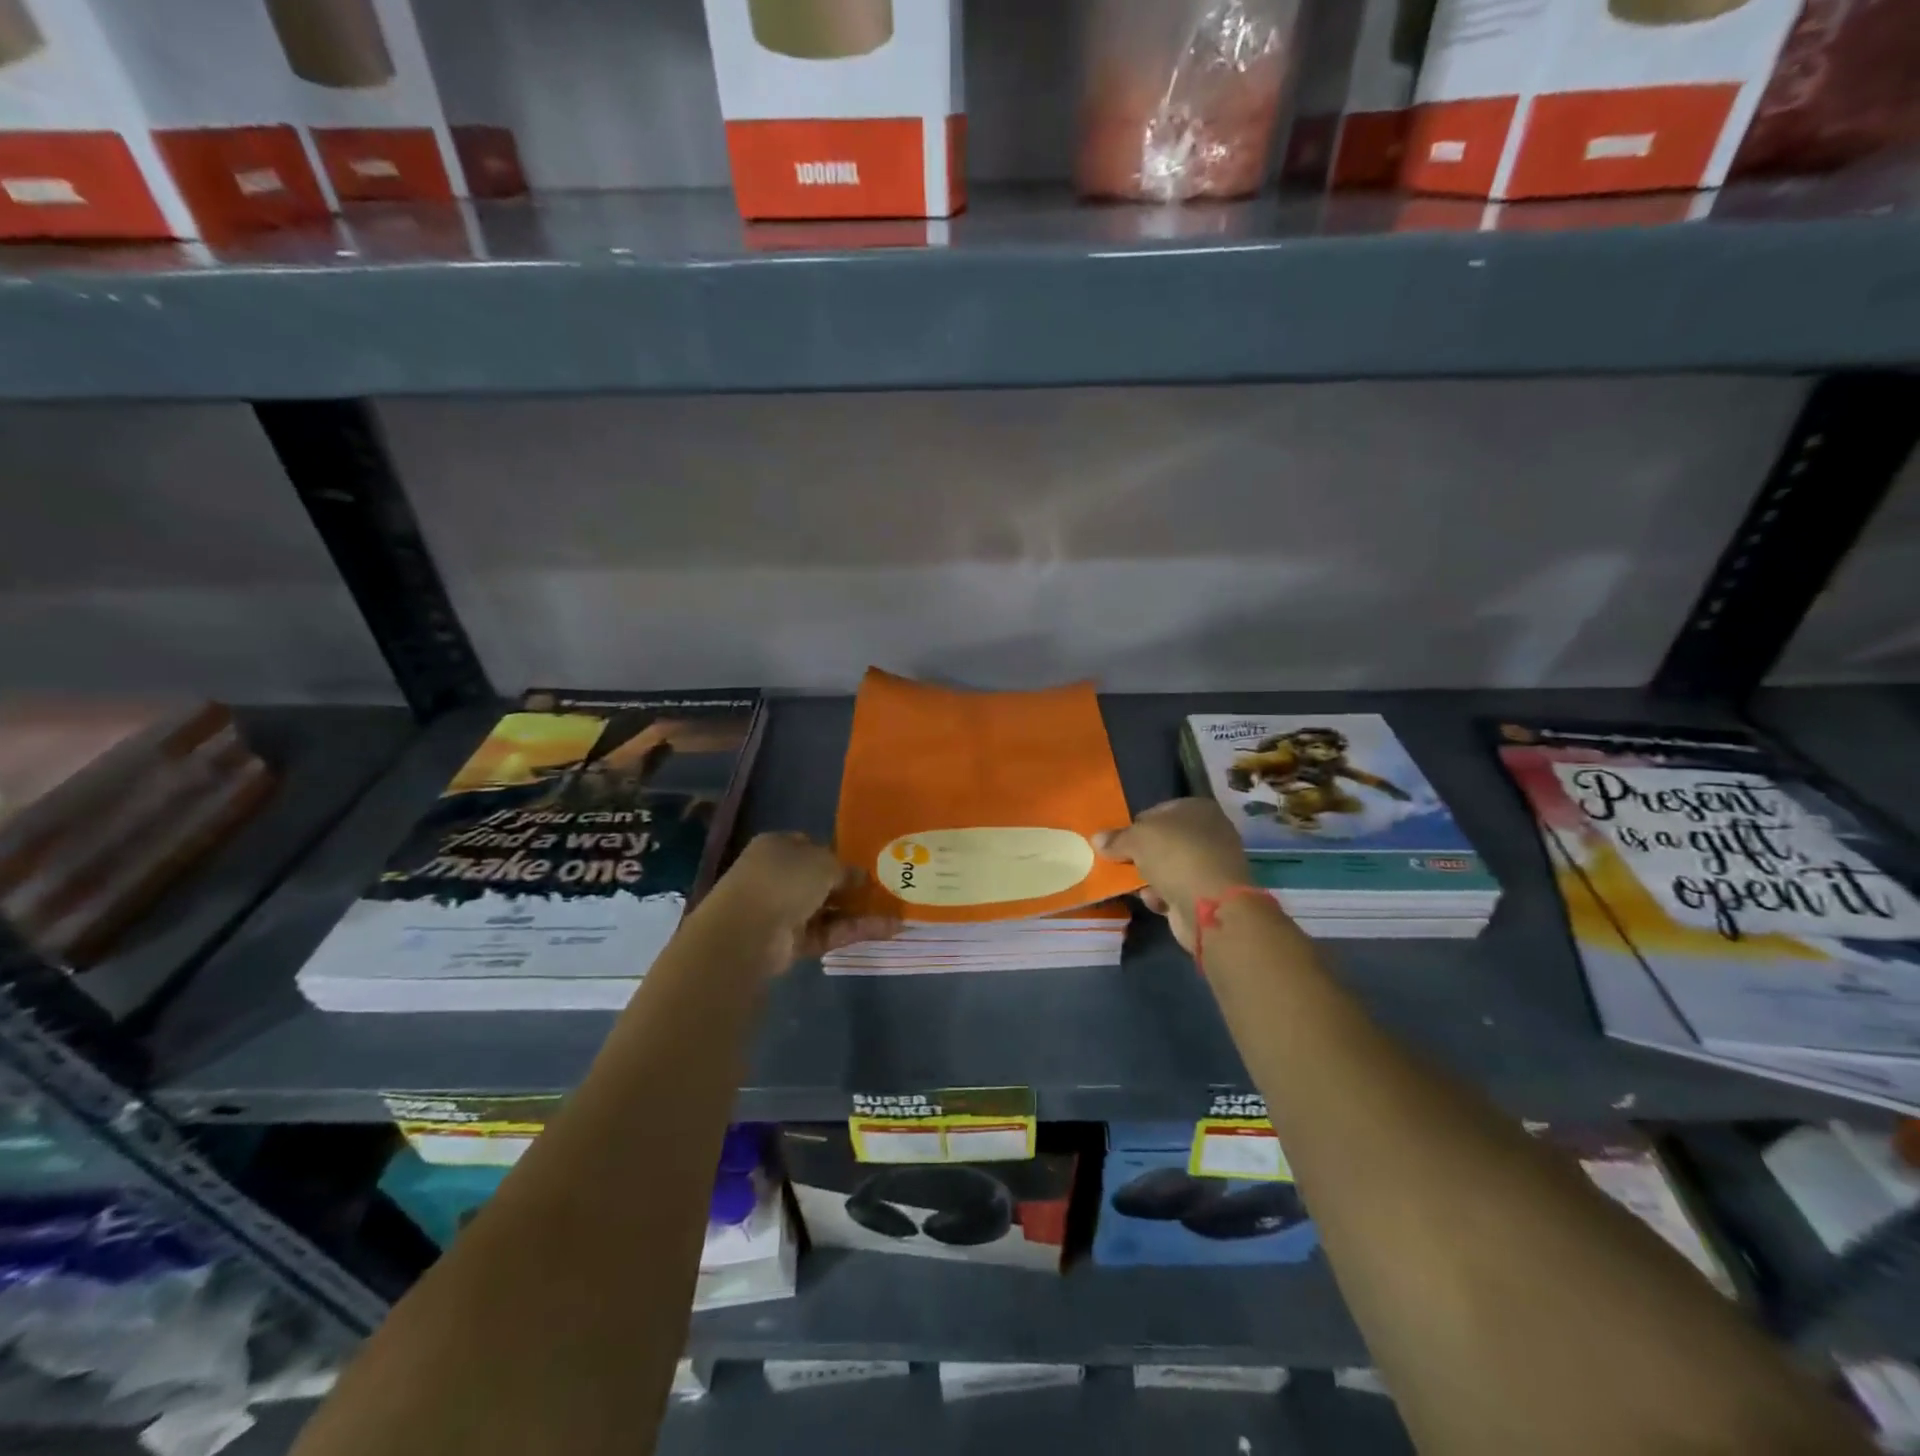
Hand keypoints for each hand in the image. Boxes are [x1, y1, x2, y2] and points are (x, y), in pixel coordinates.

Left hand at [707, 832, 898, 968]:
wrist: (747, 931)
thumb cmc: (784, 880)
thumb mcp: (823, 862)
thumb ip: (845, 868)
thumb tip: (860, 877)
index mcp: (778, 847)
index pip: (812, 846)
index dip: (838, 854)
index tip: (865, 862)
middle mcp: (778, 876)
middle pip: (821, 880)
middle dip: (852, 886)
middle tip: (885, 889)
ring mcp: (783, 910)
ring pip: (828, 909)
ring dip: (860, 911)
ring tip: (896, 913)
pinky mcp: (791, 942)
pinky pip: (828, 932)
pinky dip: (854, 931)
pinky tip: (887, 930)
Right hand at [1094, 799, 1257, 952]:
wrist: (1211, 904)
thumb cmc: (1175, 855)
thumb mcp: (1137, 839)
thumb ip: (1116, 838)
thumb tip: (1097, 839)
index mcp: (1198, 808)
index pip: (1158, 811)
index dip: (1136, 825)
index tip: (1118, 840)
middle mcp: (1209, 832)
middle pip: (1164, 841)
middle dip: (1141, 854)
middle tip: (1120, 862)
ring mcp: (1211, 864)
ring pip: (1169, 867)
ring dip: (1149, 877)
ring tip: (1133, 884)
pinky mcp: (1209, 894)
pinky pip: (1176, 890)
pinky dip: (1163, 896)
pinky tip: (1154, 901)